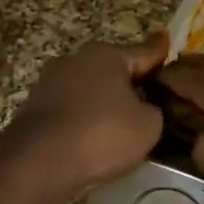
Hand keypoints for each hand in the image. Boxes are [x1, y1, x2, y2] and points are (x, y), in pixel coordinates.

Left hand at [0, 34, 168, 201]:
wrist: (37, 163)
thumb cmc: (101, 134)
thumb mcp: (148, 125)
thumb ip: (154, 109)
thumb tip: (144, 107)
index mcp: (107, 55)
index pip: (145, 51)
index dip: (161, 51)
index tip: (167, 40)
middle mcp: (77, 59)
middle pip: (114, 68)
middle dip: (131, 80)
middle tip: (152, 95)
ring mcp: (51, 82)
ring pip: (91, 88)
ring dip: (106, 101)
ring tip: (123, 121)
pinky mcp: (35, 108)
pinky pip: (72, 109)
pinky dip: (86, 118)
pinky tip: (95, 136)